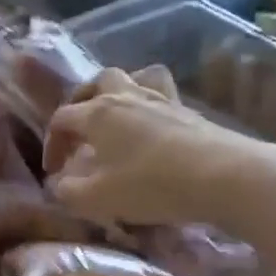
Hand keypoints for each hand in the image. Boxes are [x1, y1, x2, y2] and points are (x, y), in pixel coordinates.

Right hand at [44, 67, 267, 225]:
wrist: (224, 177)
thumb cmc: (151, 185)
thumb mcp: (98, 198)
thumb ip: (69, 191)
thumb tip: (59, 184)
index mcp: (98, 113)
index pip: (62, 118)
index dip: (52, 143)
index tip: (54, 170)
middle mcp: (127, 96)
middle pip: (98, 81)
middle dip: (82, 101)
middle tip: (81, 128)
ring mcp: (161, 100)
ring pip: (136, 77)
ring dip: (121, 91)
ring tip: (118, 114)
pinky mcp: (189, 111)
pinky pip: (162, 94)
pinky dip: (151, 105)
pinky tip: (152, 128)